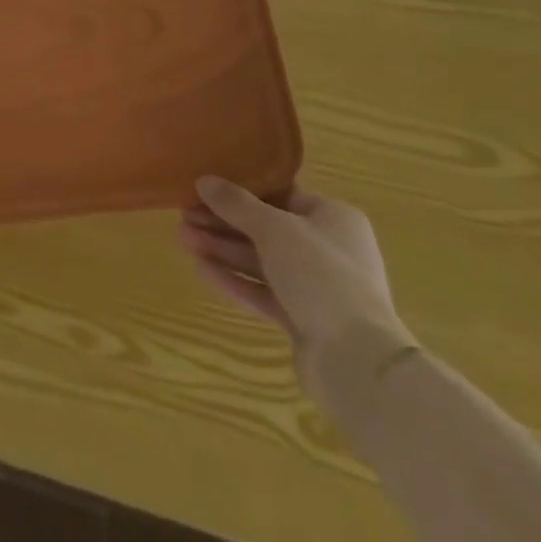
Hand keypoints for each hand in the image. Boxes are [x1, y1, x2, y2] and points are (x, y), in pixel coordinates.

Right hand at [180, 177, 413, 407]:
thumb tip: (204, 180)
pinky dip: (235, 280)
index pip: (281, 194)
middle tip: (184, 216)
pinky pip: (263, 292)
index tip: (206, 188)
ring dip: (222, 250)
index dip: (241, 190)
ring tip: (183, 239)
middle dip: (223, 223)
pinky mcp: (304, 320)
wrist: (357, 361)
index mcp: (333, 218)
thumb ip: (237, 204)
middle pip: (265, 229)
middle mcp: (328, 249)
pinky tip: (201, 269)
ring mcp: (317, 288)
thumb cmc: (321, 275)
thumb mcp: (275, 229)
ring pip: (261, 261)